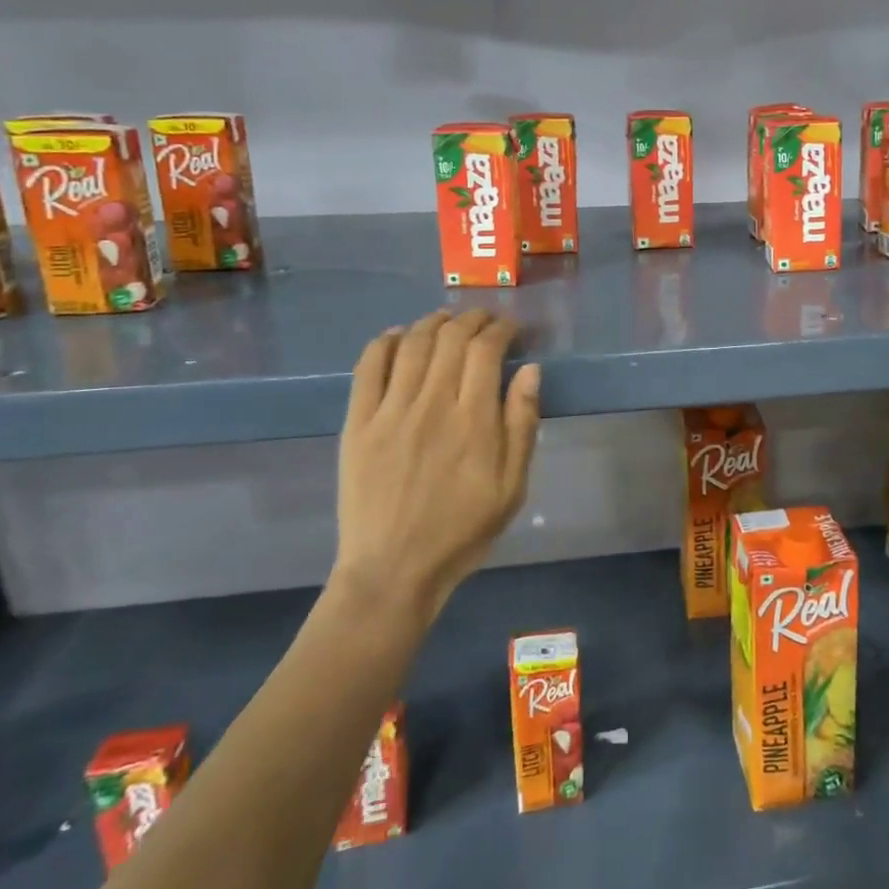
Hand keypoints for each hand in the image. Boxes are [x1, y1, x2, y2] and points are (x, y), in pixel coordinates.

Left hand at [331, 309, 540, 619]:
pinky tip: (397, 335)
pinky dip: (384, 342)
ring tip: (446, 319)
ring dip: (432, 322)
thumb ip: (522, 424)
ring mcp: (389, 411)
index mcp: (473, 420)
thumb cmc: (462, 531)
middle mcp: (431, 403)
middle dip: (472, 319)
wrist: (393, 570)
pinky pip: (368, 367)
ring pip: (412, 344)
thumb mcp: (512, 486)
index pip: (486, 350)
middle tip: (484, 319)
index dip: (501, 329)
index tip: (511, 328)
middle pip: (451, 339)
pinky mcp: (357, 423)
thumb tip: (530, 370)